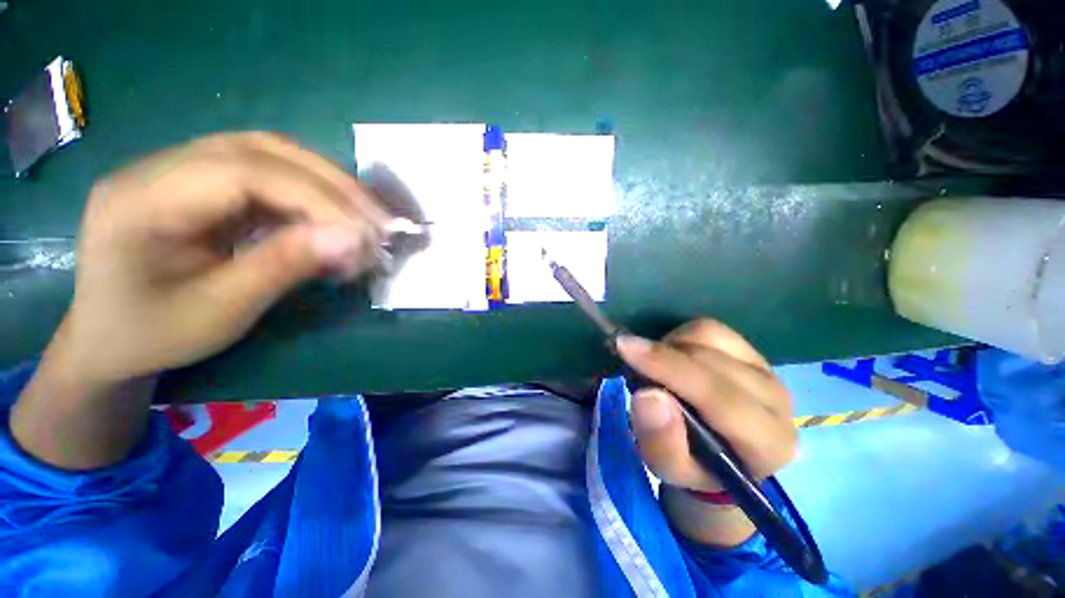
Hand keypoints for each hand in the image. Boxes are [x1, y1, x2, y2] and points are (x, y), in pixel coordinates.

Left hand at [14, 133, 387, 468]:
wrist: (110, 340)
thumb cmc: (155, 336)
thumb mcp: (221, 311)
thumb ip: (285, 266)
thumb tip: (354, 239)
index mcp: (142, 200)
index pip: (244, 172)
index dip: (316, 198)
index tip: (366, 235)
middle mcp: (158, 167)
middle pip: (261, 150)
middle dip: (331, 184)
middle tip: (379, 221)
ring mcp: (179, 168)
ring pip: (269, 153)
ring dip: (326, 183)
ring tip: (365, 216)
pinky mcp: (201, 182)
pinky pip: (266, 172)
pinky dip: (310, 193)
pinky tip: (332, 216)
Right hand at [616, 319, 796, 544]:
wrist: (719, 455)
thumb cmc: (693, 466)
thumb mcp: (669, 469)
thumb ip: (660, 440)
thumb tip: (649, 395)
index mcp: (767, 443)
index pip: (719, 397)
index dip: (669, 369)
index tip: (625, 349)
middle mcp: (776, 400)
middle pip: (711, 361)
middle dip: (661, 356)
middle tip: (629, 359)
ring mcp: (766, 369)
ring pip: (709, 336)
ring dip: (670, 346)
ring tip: (656, 368)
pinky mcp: (750, 350)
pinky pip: (708, 328)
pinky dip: (680, 336)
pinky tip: (672, 357)